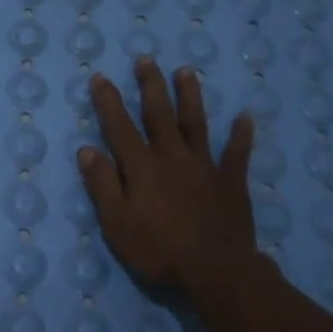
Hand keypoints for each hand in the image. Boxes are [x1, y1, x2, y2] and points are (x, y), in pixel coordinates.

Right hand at [77, 58, 258, 295]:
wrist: (216, 271)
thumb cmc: (159, 251)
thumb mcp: (117, 224)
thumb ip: (102, 185)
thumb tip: (87, 149)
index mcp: (142, 167)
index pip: (120, 127)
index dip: (109, 101)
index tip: (100, 77)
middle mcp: (173, 157)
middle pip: (159, 114)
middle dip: (150, 85)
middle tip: (146, 59)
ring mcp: (205, 166)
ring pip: (196, 123)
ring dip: (190, 96)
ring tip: (187, 71)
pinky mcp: (231, 182)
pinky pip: (237, 153)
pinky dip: (241, 135)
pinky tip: (245, 117)